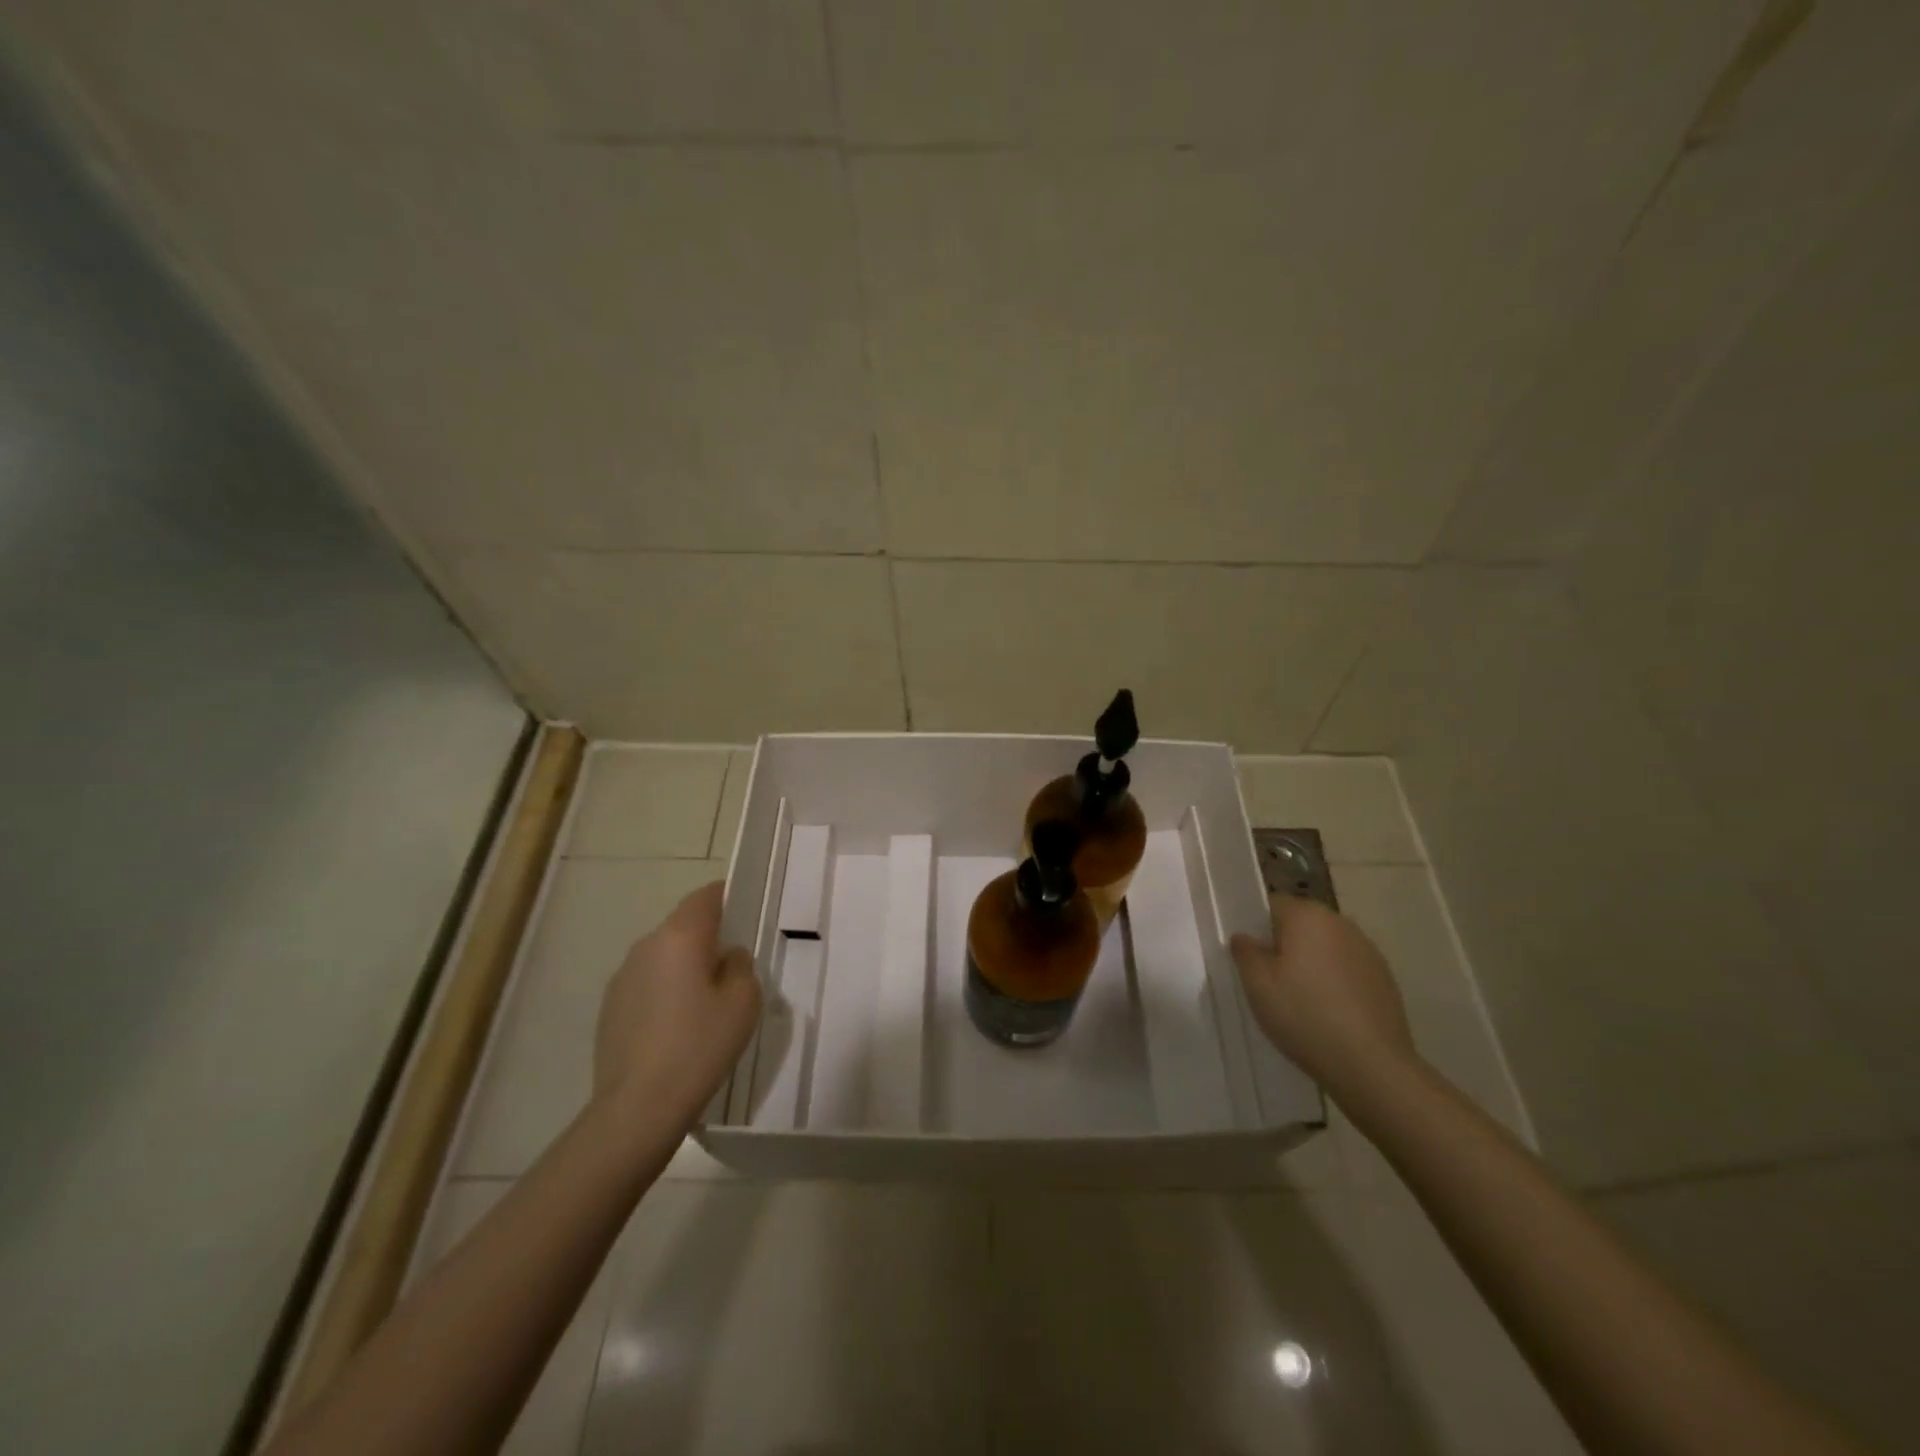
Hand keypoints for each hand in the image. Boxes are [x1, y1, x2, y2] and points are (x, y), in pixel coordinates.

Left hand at [594, 881, 760, 1126]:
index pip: (706, 897)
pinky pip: (647, 985)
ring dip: (684, 967)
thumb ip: (740, 966)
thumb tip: (727, 958)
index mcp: (680, 936)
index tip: (744, 912)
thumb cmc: (700, 1045)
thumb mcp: (744, 1001)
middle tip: (733, 967)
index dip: (727, 897)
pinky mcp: (610, 1009)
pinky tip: (677, 1029)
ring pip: (663, 957)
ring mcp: (622, 978)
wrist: (638, 1107)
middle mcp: (646, 946)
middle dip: (708, 938)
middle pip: (683, 926)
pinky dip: (665, 993)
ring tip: (705, 1004)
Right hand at [1230, 892, 1418, 1100]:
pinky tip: (1328, 1012)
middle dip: (1285, 944)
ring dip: (1311, 962)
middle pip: (1302, 923)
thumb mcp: (1257, 985)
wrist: (1372, 1066)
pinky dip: (1334, 981)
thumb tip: (1245, 937)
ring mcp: (1368, 950)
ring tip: (1300, 999)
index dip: (1256, 926)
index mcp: (1307, 916)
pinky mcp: (1385, 978)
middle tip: (1269, 979)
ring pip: (1326, 946)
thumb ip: (1245, 952)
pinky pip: (1347, 969)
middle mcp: (1341, 923)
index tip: (1249, 955)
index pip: (1273, 904)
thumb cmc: (1304, 1016)